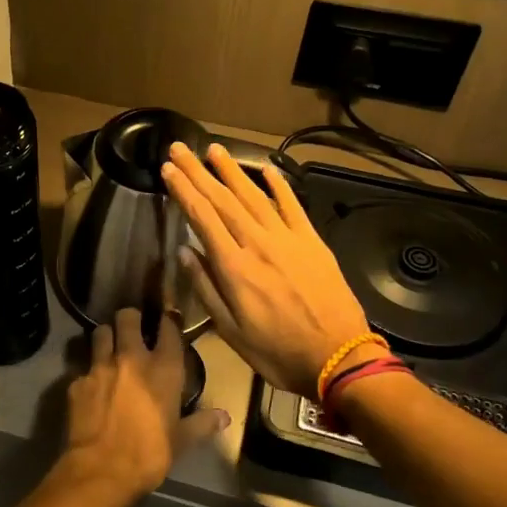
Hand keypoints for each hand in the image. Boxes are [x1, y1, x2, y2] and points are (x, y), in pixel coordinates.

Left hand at [57, 307, 227, 506]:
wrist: (101, 470)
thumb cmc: (149, 454)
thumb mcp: (181, 441)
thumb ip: (202, 423)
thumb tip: (225, 416)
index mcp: (162, 368)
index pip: (168, 328)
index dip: (168, 321)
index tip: (168, 321)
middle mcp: (131, 358)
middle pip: (127, 317)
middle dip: (130, 318)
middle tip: (132, 329)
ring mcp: (100, 366)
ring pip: (100, 332)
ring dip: (106, 336)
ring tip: (109, 347)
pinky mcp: (77, 381)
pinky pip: (83, 367)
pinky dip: (89, 372)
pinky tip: (92, 386)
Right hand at [162, 141, 379, 399]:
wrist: (339, 359)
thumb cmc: (278, 352)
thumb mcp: (230, 331)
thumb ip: (206, 288)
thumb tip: (185, 251)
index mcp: (234, 268)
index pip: (202, 218)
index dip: (183, 190)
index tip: (167, 169)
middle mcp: (258, 244)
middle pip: (223, 200)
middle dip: (198, 171)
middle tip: (180, 147)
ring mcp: (288, 240)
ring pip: (254, 196)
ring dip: (232, 170)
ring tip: (214, 149)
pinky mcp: (313, 242)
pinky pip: (293, 206)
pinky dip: (279, 186)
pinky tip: (266, 170)